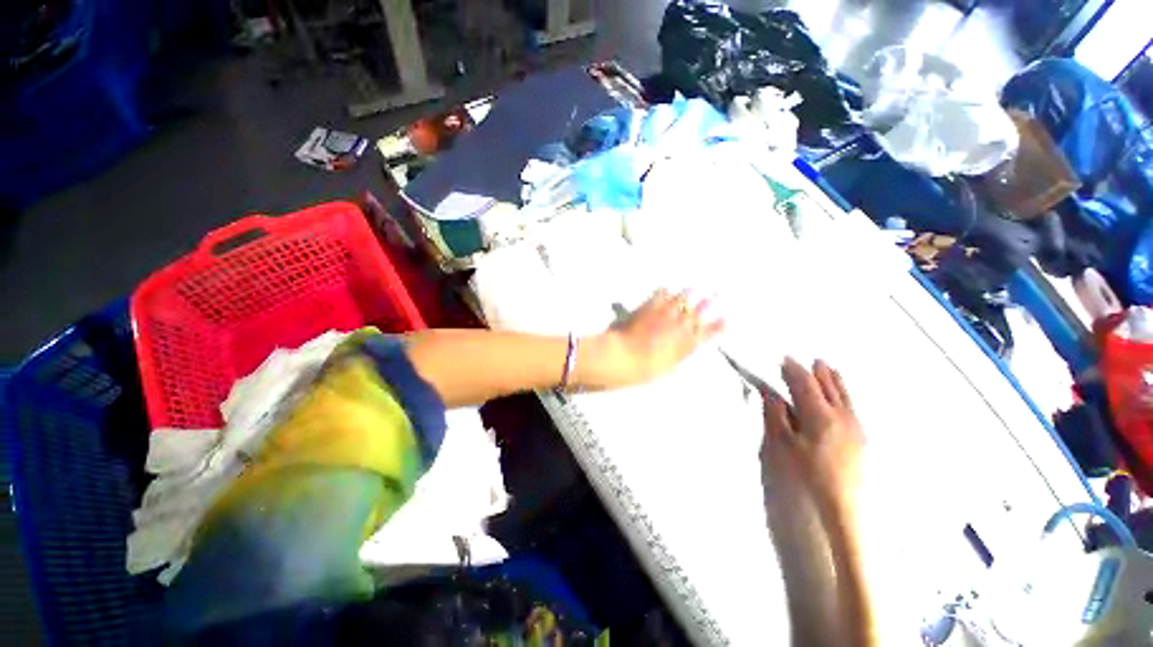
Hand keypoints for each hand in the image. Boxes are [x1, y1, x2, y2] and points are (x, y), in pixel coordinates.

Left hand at [582, 290, 722, 388]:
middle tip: (713, 296)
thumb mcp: (668, 368)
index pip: (709, 332)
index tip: (726, 320)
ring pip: (683, 298)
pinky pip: (662, 294)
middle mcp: (683, 325)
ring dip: (688, 294)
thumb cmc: (647, 369)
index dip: (719, 325)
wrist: (627, 355)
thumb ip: (676, 356)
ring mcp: (668, 312)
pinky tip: (666, 289)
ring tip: (692, 289)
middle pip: (698, 311)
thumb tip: (678, 351)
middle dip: (707, 303)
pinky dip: (666, 292)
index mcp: (689, 343)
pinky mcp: (652, 305)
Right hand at [760, 358, 864, 513]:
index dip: (793, 370)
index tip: (784, 359)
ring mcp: (855, 427)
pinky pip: (852, 406)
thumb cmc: (808, 475)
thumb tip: (771, 395)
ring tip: (827, 368)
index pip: (804, 384)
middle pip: (829, 386)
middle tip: (808, 360)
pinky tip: (842, 397)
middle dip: (816, 371)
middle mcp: (841, 416)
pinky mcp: (862, 439)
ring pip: (844, 395)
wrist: (843, 508)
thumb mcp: (783, 446)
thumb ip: (776, 417)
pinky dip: (844, 394)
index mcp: (819, 415)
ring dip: (833, 380)